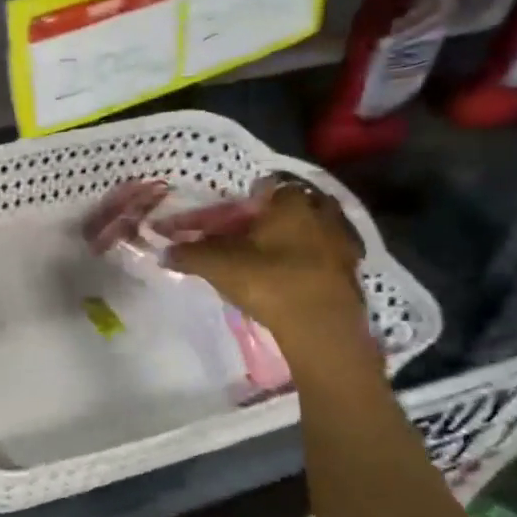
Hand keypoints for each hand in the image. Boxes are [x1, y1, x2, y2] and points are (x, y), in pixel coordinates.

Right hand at [168, 176, 368, 349]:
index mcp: (290, 201)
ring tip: (266, 259)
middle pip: (289, 208)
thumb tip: (164, 252)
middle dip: (269, 219)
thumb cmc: (269, 281)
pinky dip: (306, 262)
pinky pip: (322, 256)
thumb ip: (188, 254)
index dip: (243, 203)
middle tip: (246, 237)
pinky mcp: (351, 270)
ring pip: (308, 231)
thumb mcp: (217, 265)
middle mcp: (321, 212)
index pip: (264, 188)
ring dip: (289, 240)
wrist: (321, 328)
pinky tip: (288, 277)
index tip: (228, 221)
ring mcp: (342, 241)